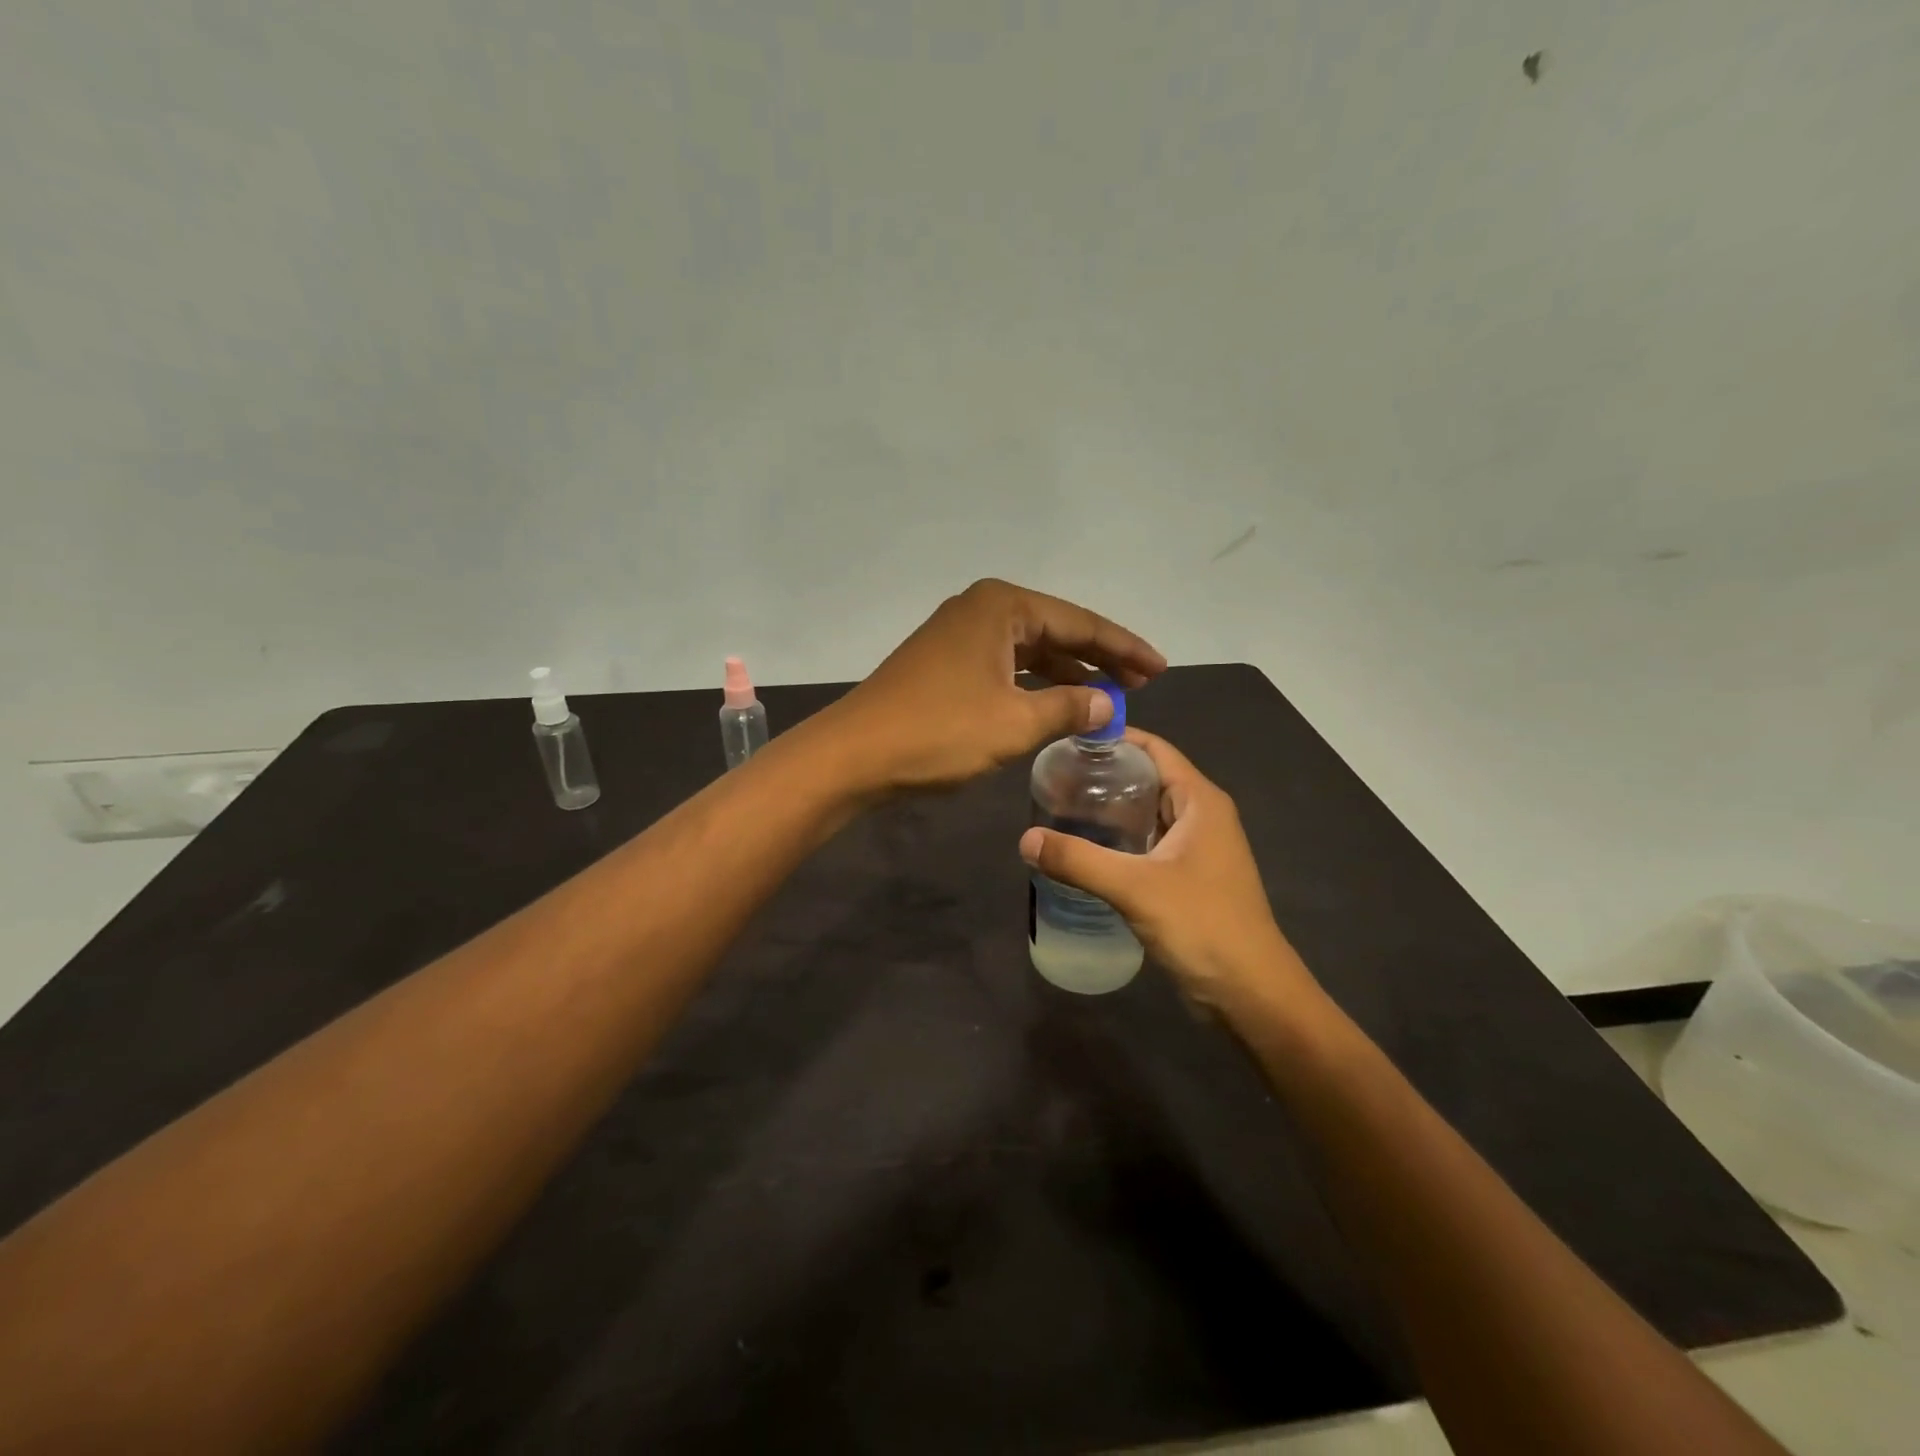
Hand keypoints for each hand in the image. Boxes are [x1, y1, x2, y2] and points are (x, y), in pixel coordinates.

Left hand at [826, 579, 1165, 792]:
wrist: (854, 755)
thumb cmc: (938, 732)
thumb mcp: (1014, 723)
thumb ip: (1069, 708)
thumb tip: (1109, 704)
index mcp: (1001, 606)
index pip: (1079, 623)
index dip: (1124, 647)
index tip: (1161, 668)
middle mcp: (980, 609)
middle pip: (1056, 630)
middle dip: (1099, 657)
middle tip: (1142, 682)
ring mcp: (958, 635)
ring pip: (1029, 650)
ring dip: (1067, 673)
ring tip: (1109, 695)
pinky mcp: (944, 663)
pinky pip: (1005, 666)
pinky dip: (1034, 685)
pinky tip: (1057, 703)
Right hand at [1018, 729, 1314, 1012]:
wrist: (1251, 994)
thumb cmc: (1203, 926)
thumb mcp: (1135, 887)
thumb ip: (1079, 860)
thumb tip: (1026, 840)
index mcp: (1200, 801)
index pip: (1155, 749)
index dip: (1115, 739)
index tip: (1068, 739)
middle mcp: (1202, 816)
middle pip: (1149, 779)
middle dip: (1105, 775)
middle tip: (1054, 776)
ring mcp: (1197, 850)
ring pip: (1148, 815)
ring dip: (1110, 811)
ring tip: (1060, 808)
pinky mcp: (1189, 879)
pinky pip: (1149, 845)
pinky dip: (1120, 841)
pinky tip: (1086, 851)